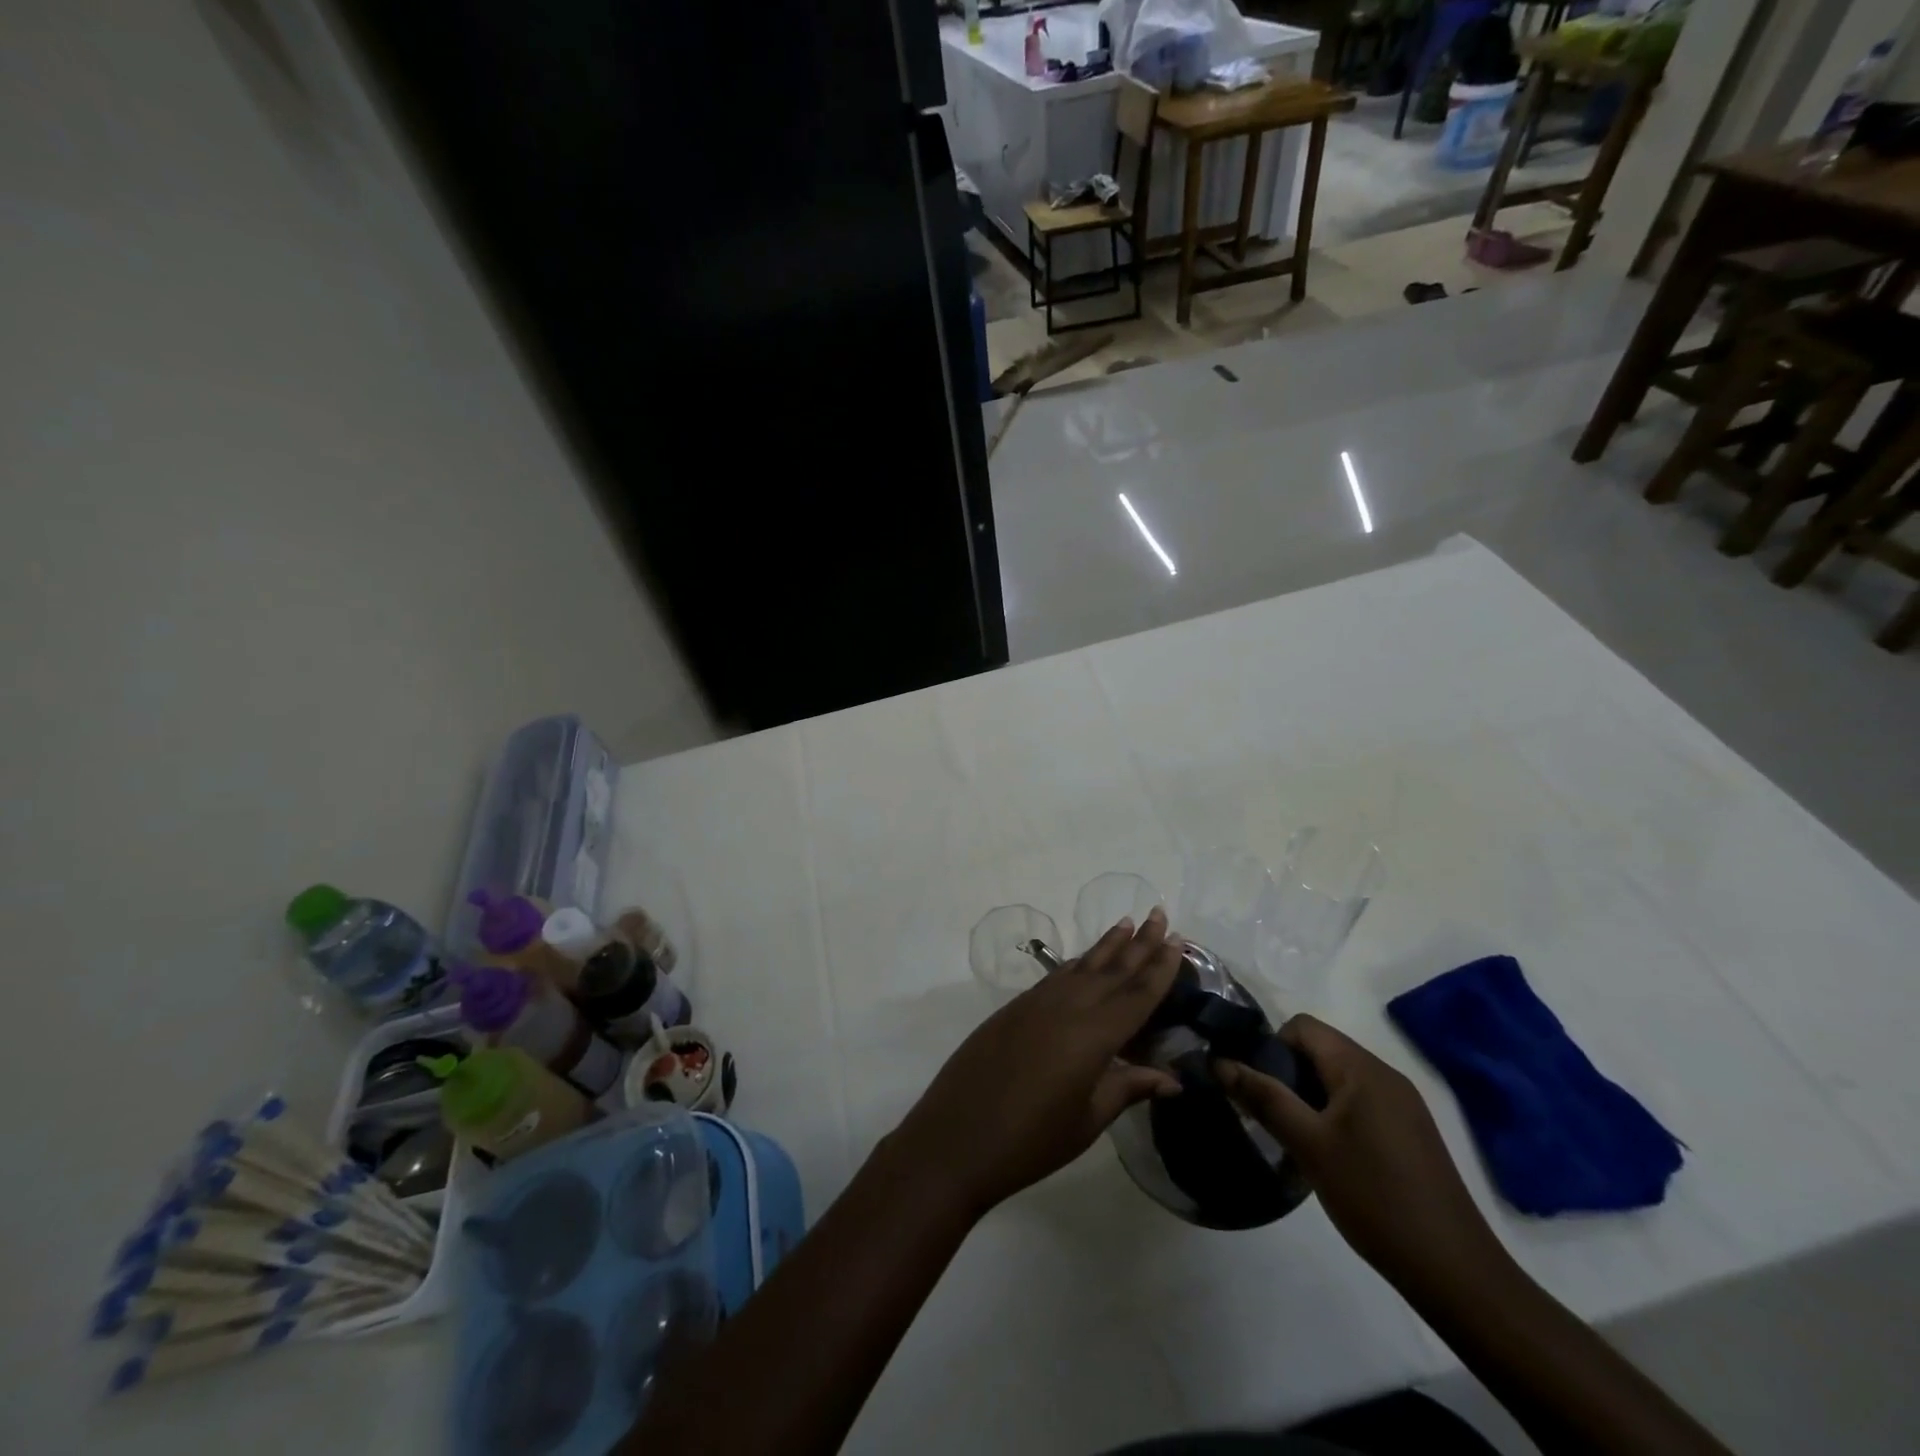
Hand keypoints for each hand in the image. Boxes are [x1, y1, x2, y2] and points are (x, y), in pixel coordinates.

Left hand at [889, 909, 1184, 1216]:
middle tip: (1160, 914)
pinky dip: (1077, 963)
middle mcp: (1067, 1007)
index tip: (1179, 939)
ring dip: (1107, 945)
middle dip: (1139, 942)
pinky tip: (1084, 960)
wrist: (956, 1137)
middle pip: (1112, 969)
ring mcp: (1037, 1003)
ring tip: (1126, 923)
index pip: (1137, 994)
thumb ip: (1127, 1088)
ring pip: (1082, 965)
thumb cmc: (1031, 1140)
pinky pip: (1057, 976)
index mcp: (1093, 1035)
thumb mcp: (1087, 1119)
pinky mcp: (1015, 1008)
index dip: (1161, 967)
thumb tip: (1173, 1078)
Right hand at [1215, 1014, 1511, 1299]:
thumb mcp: (1308, 1145)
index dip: (1270, 1047)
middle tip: (1266, 1115)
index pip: (1302, 1027)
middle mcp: (1384, 1075)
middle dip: (1286, 1073)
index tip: (1255, 1087)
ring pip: (1337, 1079)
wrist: (1455, 1271)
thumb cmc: (1375, 1197)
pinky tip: (1327, 1156)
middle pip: (1320, 1050)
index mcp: (1361, 1068)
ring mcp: (1402, 1104)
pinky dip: (1333, 1115)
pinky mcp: (1410, 1132)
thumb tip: (1219, 1062)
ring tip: (1291, 1138)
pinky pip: (1359, 1103)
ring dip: (1307, 1097)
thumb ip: (1263, 1097)